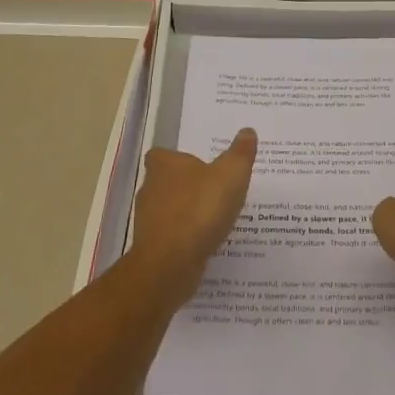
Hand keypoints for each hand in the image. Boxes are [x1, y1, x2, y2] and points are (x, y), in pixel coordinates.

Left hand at [127, 128, 257, 308]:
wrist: (171, 263)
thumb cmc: (200, 209)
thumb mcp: (231, 174)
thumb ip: (240, 153)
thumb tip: (247, 130)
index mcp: (165, 165)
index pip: (162, 154)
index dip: (177, 159)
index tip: (197, 165)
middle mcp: (150, 188)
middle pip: (165, 182)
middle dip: (185, 186)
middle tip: (212, 190)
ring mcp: (147, 220)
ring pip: (168, 210)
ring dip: (186, 213)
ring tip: (214, 218)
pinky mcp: (151, 247)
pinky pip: (171, 236)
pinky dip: (185, 237)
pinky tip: (205, 242)